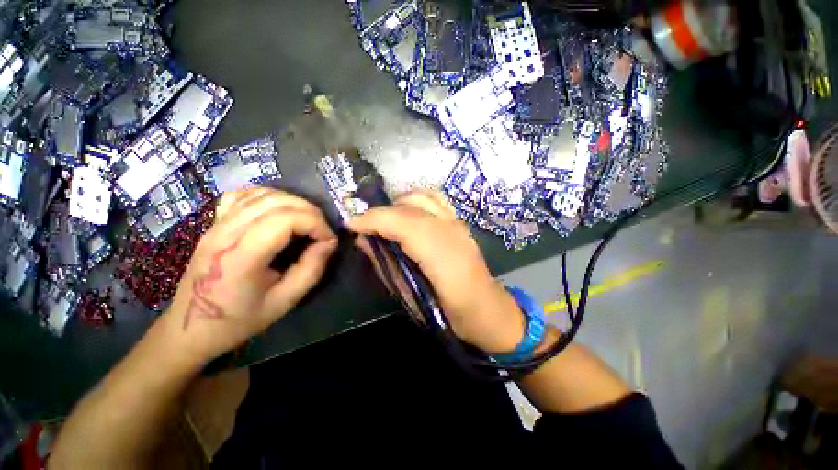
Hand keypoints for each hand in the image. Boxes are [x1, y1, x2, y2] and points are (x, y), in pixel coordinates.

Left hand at [162, 187, 337, 365]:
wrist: (190, 328)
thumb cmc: (239, 319)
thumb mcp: (284, 301)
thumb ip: (311, 269)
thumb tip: (329, 242)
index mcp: (242, 255)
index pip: (286, 219)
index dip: (316, 223)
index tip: (328, 240)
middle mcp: (227, 232)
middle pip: (277, 202)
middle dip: (310, 211)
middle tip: (322, 231)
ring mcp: (217, 224)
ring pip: (262, 194)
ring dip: (293, 202)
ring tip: (307, 221)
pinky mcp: (214, 223)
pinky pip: (243, 196)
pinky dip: (268, 196)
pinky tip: (279, 209)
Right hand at [348, 190, 524, 352]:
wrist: (486, 310)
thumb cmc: (448, 313)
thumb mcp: (410, 297)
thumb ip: (386, 265)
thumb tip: (365, 241)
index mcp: (442, 256)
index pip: (404, 224)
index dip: (374, 220)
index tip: (351, 224)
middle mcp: (452, 232)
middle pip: (411, 206)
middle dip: (382, 211)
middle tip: (365, 225)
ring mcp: (459, 223)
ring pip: (424, 196)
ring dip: (398, 203)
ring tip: (384, 219)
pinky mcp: (461, 222)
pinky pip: (435, 199)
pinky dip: (415, 200)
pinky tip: (406, 213)